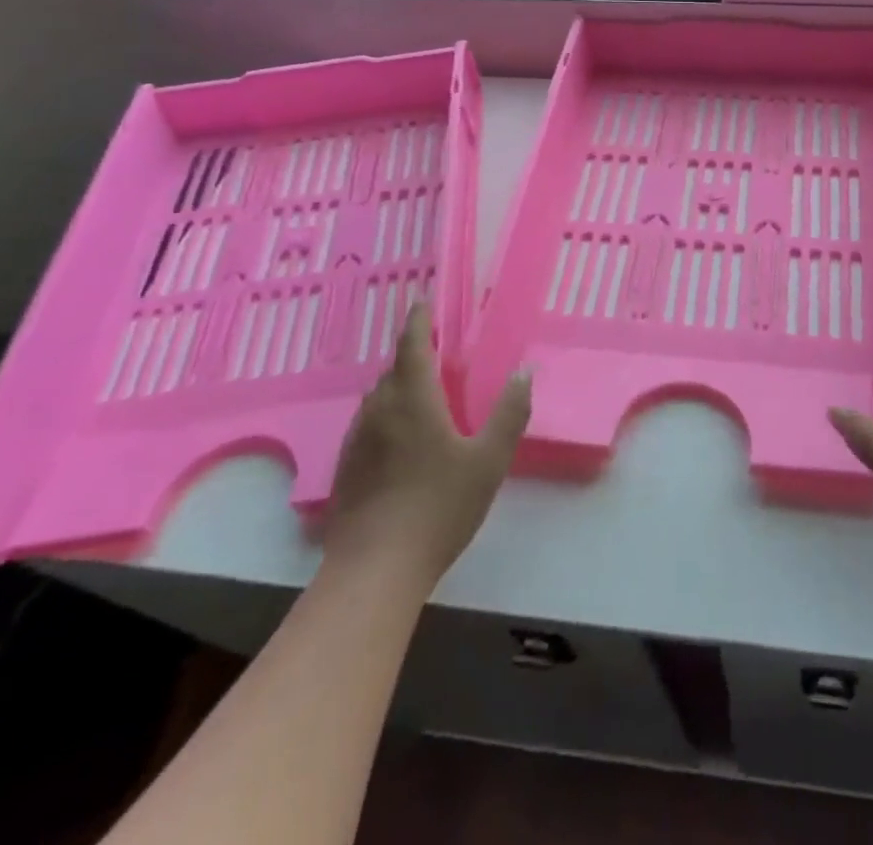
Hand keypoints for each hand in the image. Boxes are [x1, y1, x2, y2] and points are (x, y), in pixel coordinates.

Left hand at [319, 303, 530, 589]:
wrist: (374, 570)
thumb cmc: (438, 507)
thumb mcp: (489, 460)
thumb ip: (509, 413)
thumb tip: (524, 372)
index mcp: (413, 399)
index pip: (412, 345)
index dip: (419, 320)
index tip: (424, 301)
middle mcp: (380, 410)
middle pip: (394, 369)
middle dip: (413, 354)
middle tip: (437, 352)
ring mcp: (358, 440)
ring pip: (379, 398)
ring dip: (399, 385)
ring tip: (423, 392)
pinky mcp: (347, 469)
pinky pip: (370, 424)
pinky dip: (388, 415)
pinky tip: (402, 440)